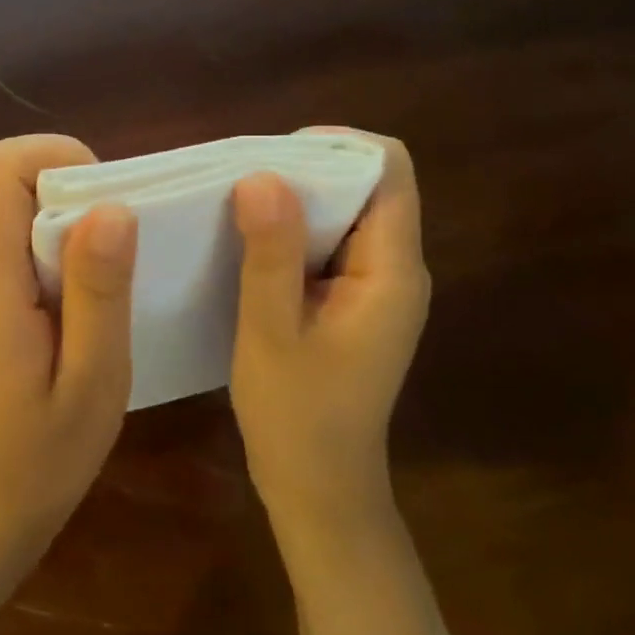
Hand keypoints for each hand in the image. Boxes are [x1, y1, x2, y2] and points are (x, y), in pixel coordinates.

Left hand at [0, 135, 136, 576]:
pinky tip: (72, 318)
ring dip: (62, 235)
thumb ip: (99, 291)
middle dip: (70, 199)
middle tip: (120, 259)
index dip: (51, 156)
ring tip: (101, 297)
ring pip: (9, 219)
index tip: (105, 198)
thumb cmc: (41, 459)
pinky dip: (46, 260)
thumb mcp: (94, 380)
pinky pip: (6, 251)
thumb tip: (111, 206)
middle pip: (4, 189)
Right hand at [229, 131, 429, 534]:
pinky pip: (331, 245)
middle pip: (368, 186)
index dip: (337, 145)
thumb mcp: (271, 332)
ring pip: (346, 214)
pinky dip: (294, 232)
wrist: (320, 489)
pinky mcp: (355, 303)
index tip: (275, 155)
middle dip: (309, 170)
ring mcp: (378, 288)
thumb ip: (270, 253)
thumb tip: (262, 174)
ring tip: (238, 205)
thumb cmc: (296, 416)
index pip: (388, 171)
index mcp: (392, 271)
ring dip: (298, 202)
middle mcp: (396, 270)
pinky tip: (251, 243)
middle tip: (243, 180)